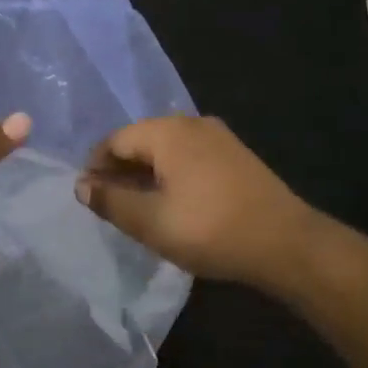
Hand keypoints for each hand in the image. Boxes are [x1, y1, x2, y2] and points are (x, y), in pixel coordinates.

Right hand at [76, 116, 311, 288]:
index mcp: (168, 131)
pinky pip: (190, 157)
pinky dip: (172, 175)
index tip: (89, 198)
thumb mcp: (149, 221)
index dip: (96, 167)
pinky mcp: (236, 156)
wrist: (286, 243)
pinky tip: (174, 203)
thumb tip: (81, 184)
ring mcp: (219, 138)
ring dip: (146, 174)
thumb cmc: (209, 229)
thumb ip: (110, 200)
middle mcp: (192, 123)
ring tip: (139, 208)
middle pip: (141, 141)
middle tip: (111, 205)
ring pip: (167, 150)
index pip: (115, 140)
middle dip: (121, 170)